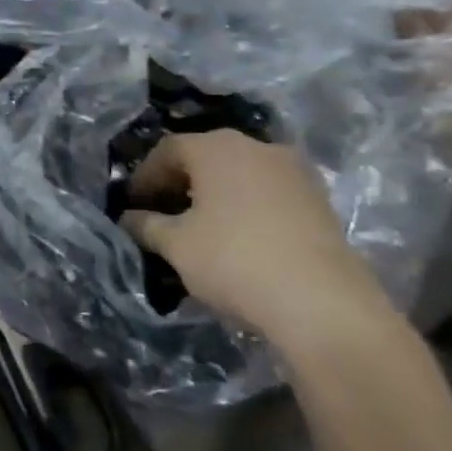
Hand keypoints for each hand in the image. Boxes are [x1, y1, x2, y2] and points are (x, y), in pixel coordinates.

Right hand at [121, 131, 394, 345]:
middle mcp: (257, 147)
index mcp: (217, 148)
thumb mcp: (175, 244)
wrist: (323, 303)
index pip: (167, 150)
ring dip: (213, 194)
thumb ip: (145, 224)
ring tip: (197, 227)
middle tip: (160, 213)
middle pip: (205, 157)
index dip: (144, 177)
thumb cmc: (234, 260)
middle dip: (178, 183)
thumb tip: (128, 218)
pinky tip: (235, 237)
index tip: (131, 205)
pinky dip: (244, 206)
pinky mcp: (319, 201)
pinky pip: (267, 192)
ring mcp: (295, 172)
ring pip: (239, 174)